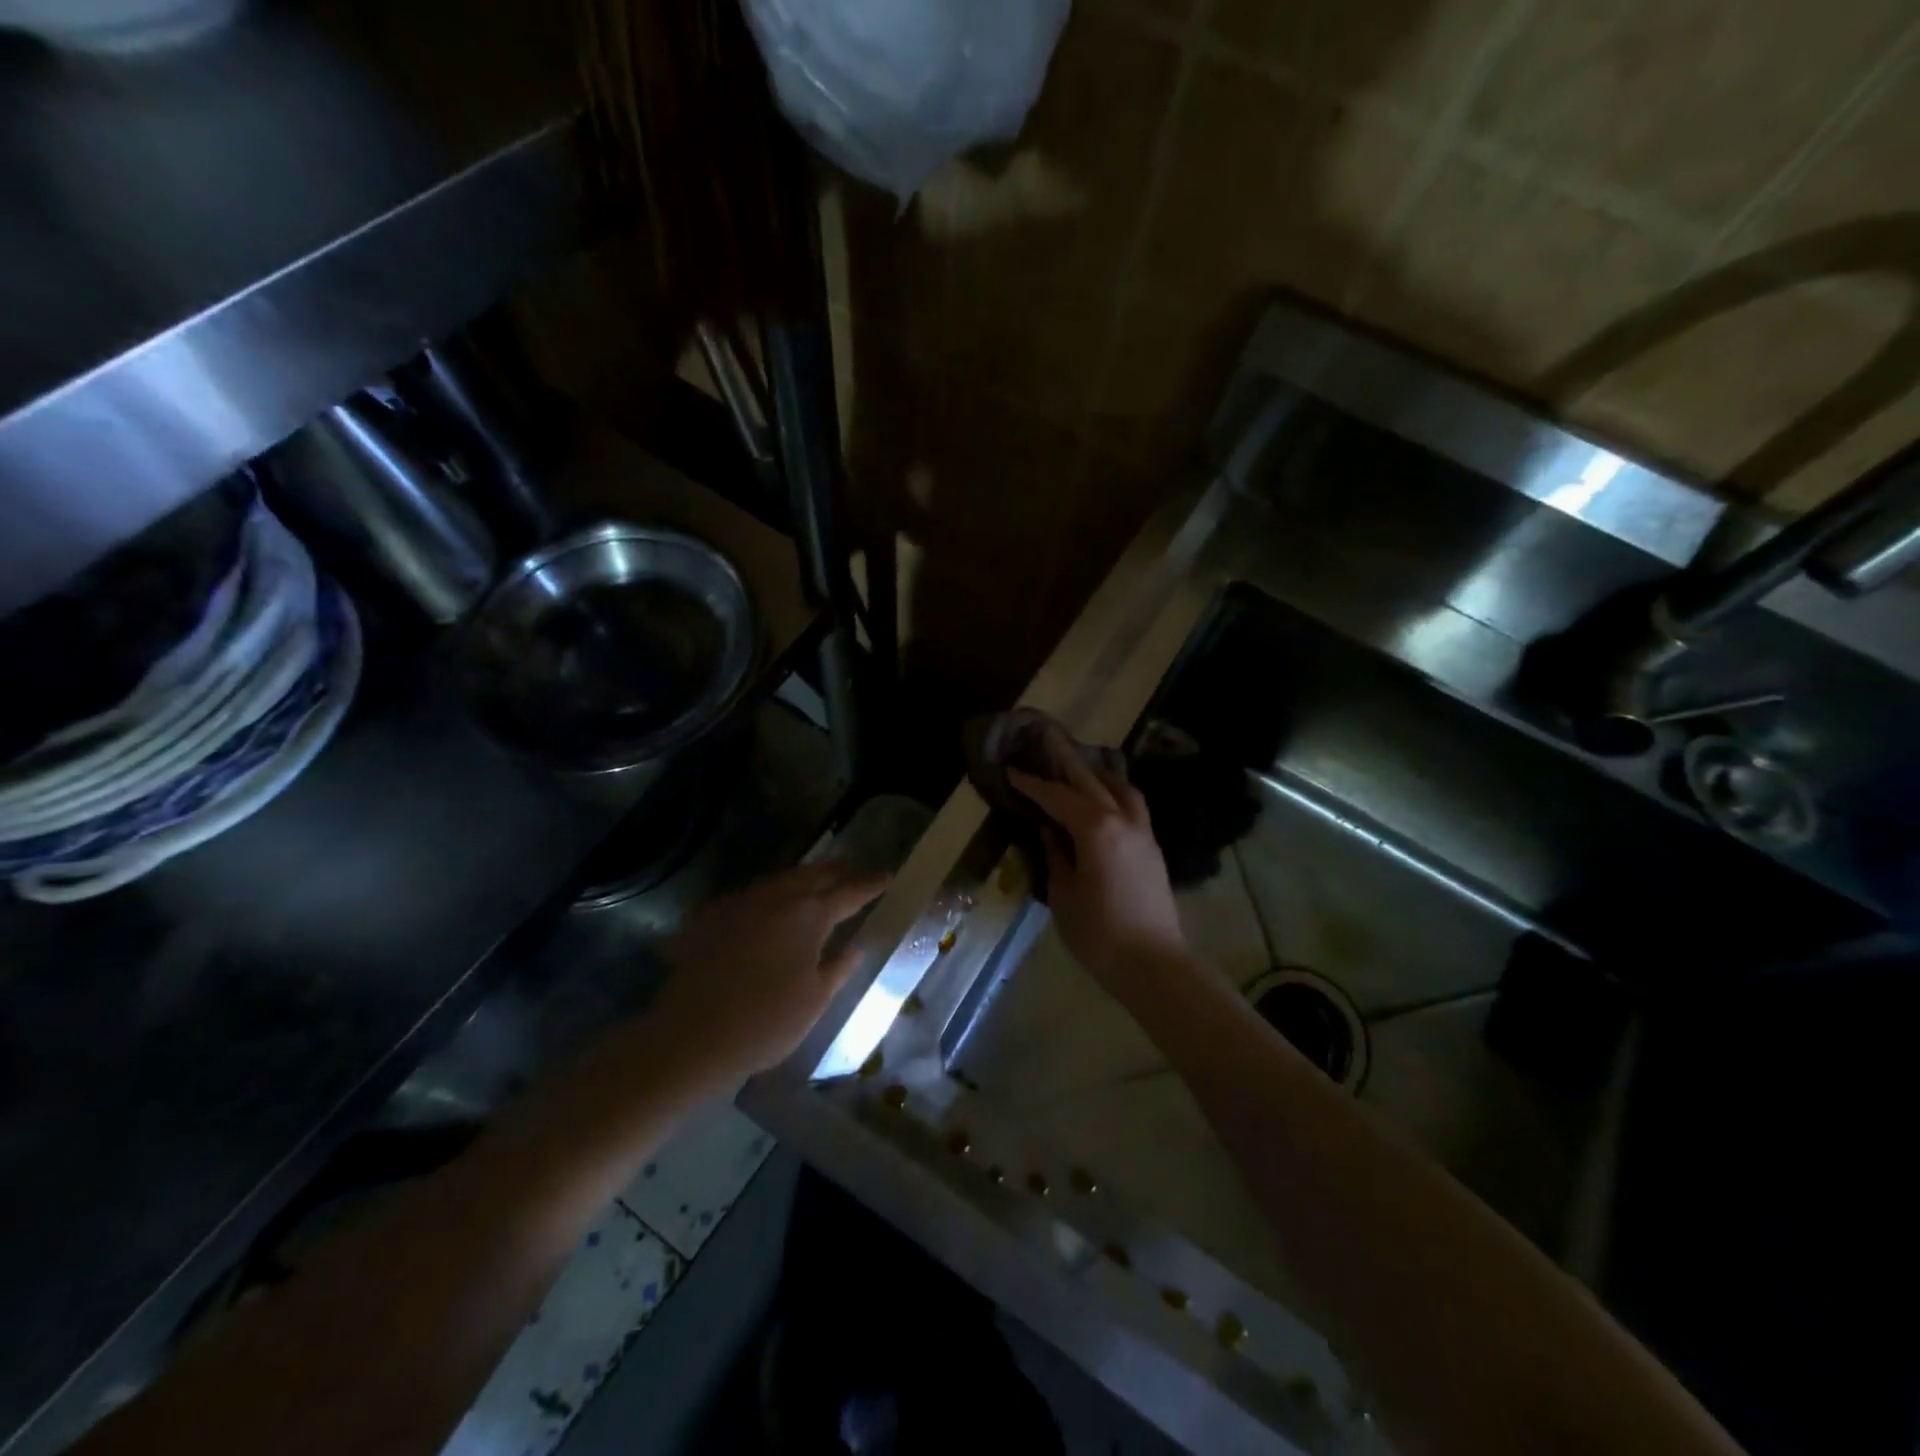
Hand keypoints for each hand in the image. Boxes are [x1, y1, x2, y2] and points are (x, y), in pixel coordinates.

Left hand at [654, 863, 888, 1082]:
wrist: (691, 1037)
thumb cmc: (765, 1023)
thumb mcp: (814, 1001)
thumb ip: (838, 969)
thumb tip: (854, 949)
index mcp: (808, 915)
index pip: (849, 893)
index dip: (870, 885)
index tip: (886, 876)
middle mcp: (776, 898)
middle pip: (813, 875)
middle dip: (836, 872)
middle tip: (853, 872)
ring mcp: (740, 903)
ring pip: (779, 880)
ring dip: (802, 879)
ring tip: (815, 883)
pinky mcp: (712, 916)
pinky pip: (750, 895)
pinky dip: (769, 895)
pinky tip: (768, 908)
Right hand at [1007, 729, 1185, 986]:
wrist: (1153, 963)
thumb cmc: (1098, 933)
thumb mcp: (1063, 894)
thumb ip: (1055, 856)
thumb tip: (1049, 832)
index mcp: (1095, 829)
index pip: (1057, 797)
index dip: (1032, 784)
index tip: (1011, 770)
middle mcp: (1122, 820)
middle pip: (1091, 780)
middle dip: (1066, 760)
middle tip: (1047, 739)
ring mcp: (1142, 832)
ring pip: (1120, 788)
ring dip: (1097, 774)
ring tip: (1079, 769)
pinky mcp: (1152, 848)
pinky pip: (1133, 805)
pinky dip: (1115, 793)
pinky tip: (1103, 801)